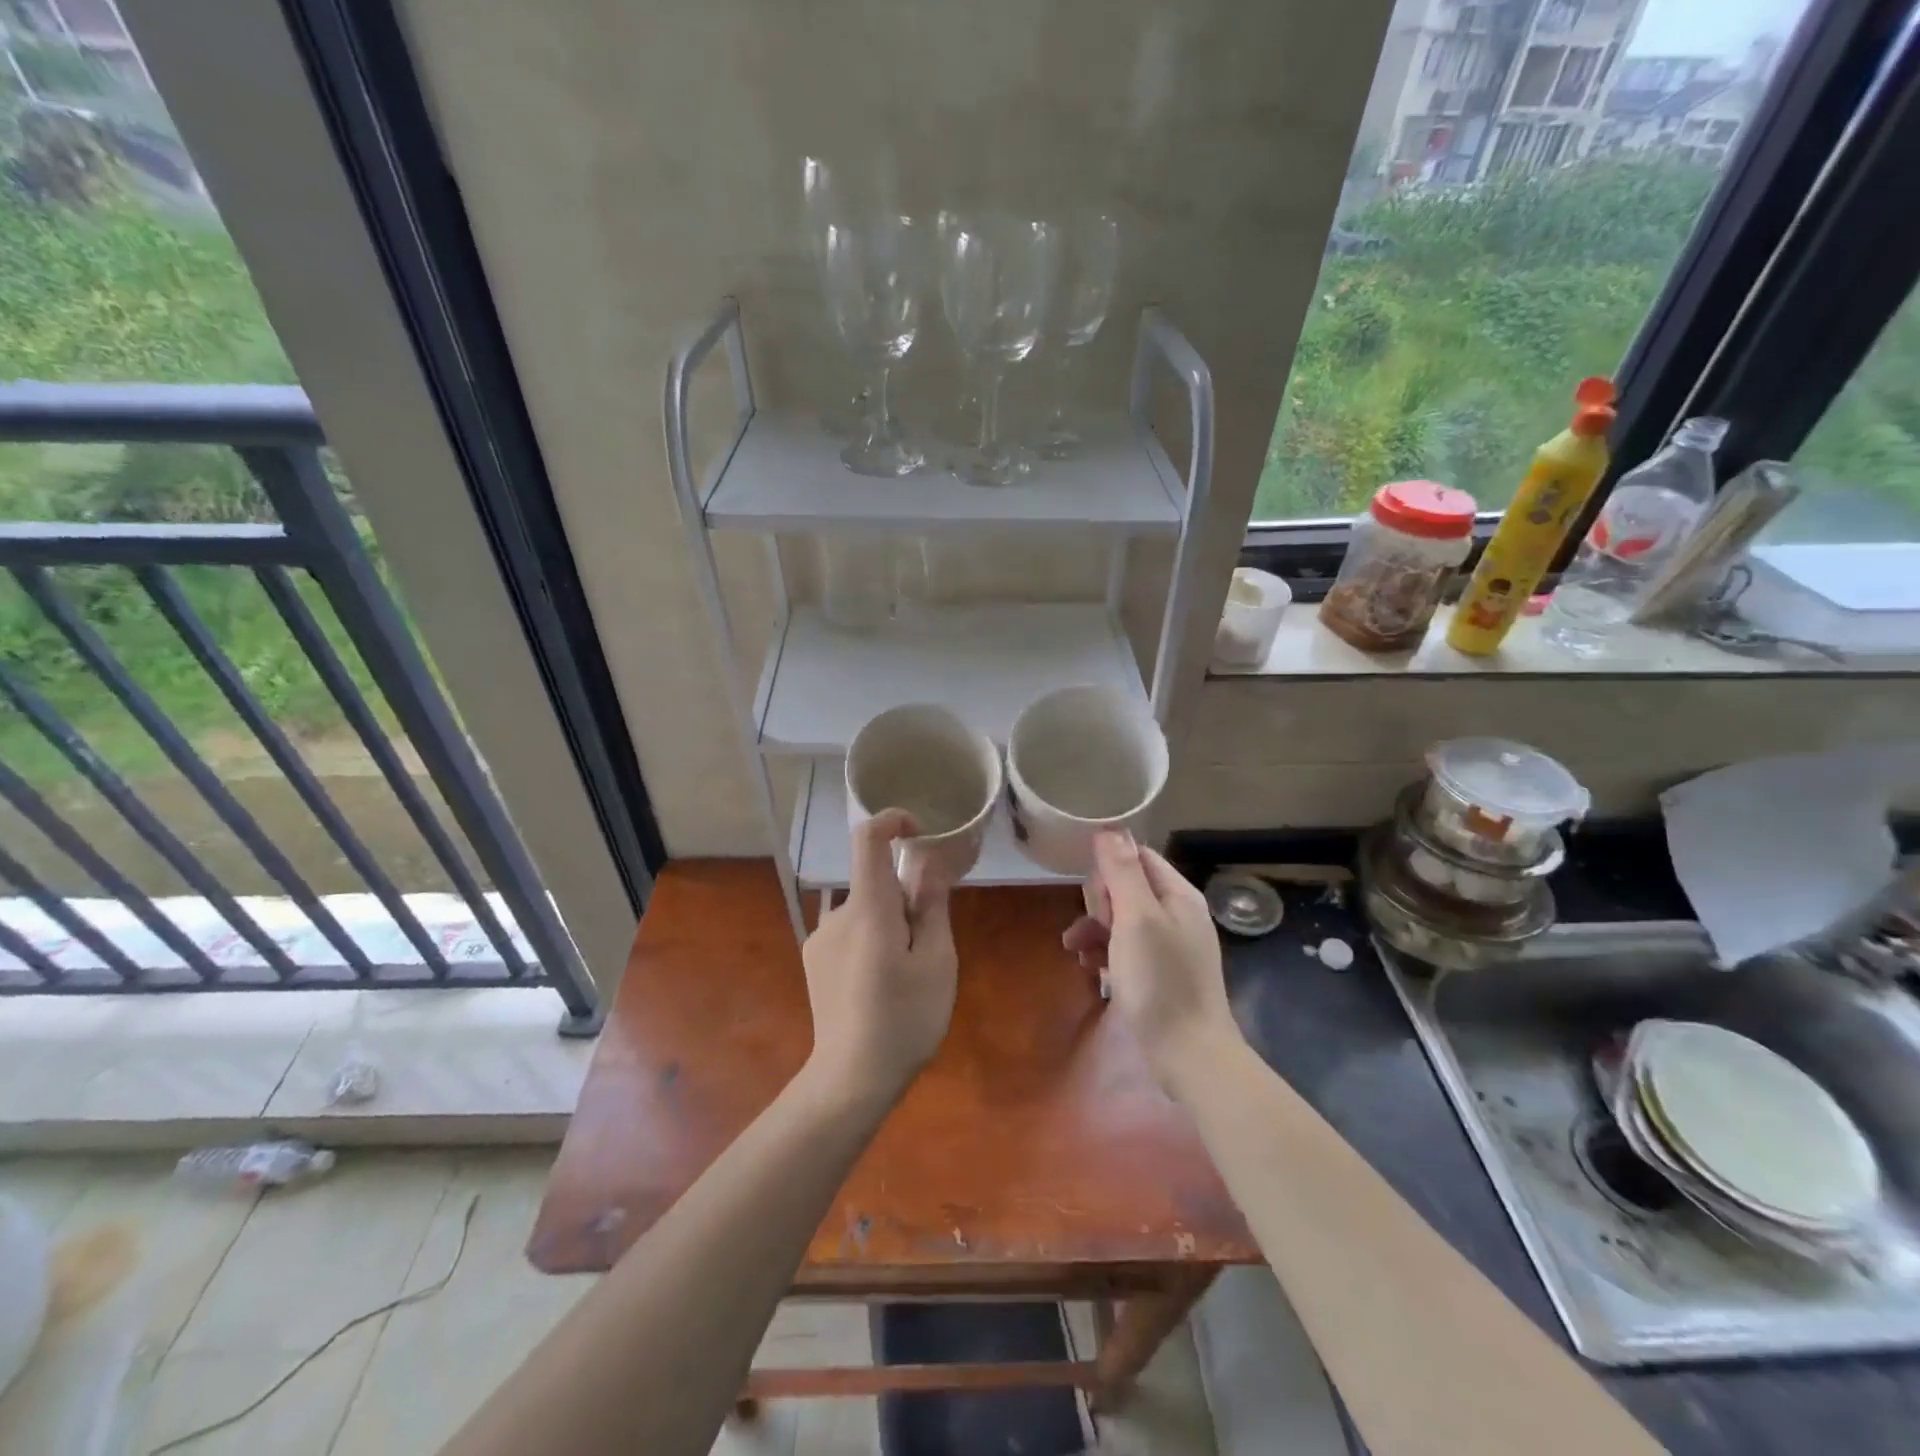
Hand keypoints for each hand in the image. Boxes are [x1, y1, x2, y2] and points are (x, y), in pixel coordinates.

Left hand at [802, 810, 958, 1111]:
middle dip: (905, 898)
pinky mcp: (813, 959)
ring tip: (905, 975)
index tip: (919, 832)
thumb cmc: (904, 1019)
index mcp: (869, 908)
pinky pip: (850, 931)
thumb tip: (928, 861)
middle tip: (928, 947)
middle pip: (874, 881)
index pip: (867, 838)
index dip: (892, 820)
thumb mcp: (936, 961)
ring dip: (889, 924)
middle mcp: (837, 914)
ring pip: (865, 910)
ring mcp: (820, 938)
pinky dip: (871, 940)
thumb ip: (931, 905)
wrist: (850, 1079)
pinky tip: (879, 985)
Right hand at [1064, 832, 1240, 1096]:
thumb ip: (1122, 872)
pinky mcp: (1161, 975)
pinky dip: (1107, 954)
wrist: (1189, 1055)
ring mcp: (1171, 946)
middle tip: (1095, 927)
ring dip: (1095, 930)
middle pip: (1127, 888)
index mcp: (1178, 895)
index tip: (1094, 894)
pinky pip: (1127, 950)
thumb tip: (1108, 829)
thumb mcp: (1136, 919)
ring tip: (1076, 951)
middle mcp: (1177, 914)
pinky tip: (1093, 971)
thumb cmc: (1160, 982)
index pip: (1138, 857)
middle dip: (1100, 904)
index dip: (1110, 869)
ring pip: (1122, 921)